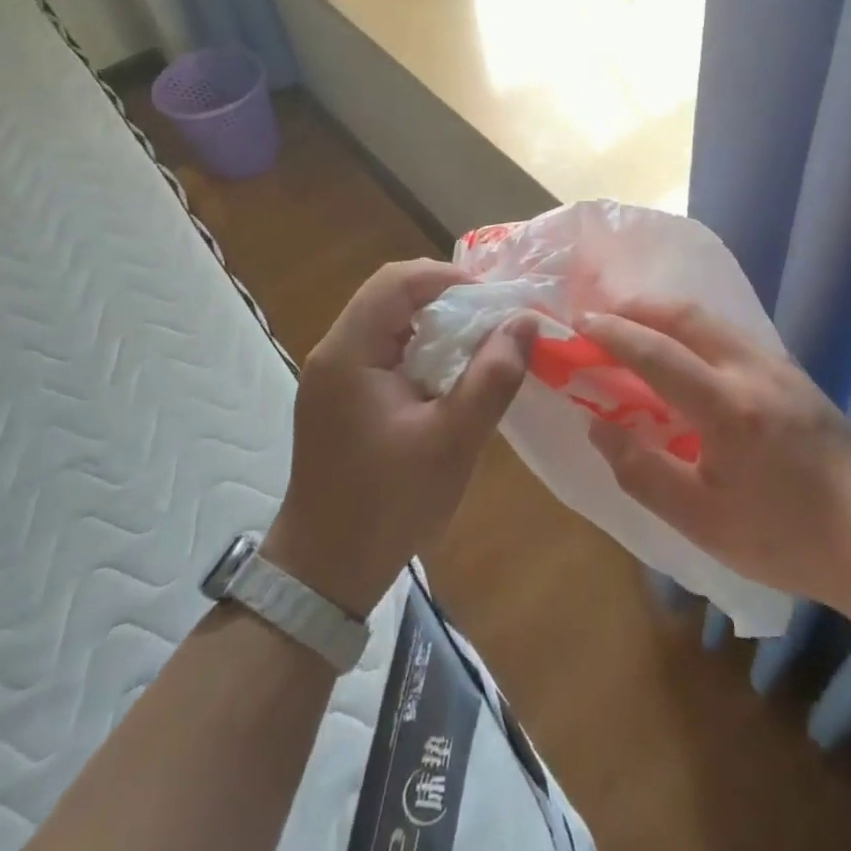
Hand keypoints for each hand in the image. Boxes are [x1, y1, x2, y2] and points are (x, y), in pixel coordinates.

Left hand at [262, 259, 532, 616]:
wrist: (325, 572)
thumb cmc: (388, 506)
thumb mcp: (452, 442)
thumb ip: (492, 378)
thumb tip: (525, 322)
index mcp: (349, 354)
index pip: (397, 281)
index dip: (448, 278)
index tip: (493, 302)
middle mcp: (334, 353)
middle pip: (391, 295)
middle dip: (446, 299)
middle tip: (492, 323)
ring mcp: (332, 375)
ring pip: (389, 321)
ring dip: (435, 324)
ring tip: (479, 347)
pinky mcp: (339, 397)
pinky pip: (383, 350)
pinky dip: (420, 349)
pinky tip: (449, 378)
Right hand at [581, 299, 850, 609]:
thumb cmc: (783, 538)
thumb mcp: (701, 521)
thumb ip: (642, 471)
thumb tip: (598, 426)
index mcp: (727, 408)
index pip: (657, 353)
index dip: (613, 334)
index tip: (580, 324)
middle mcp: (753, 370)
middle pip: (687, 315)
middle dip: (638, 307)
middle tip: (603, 316)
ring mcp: (778, 365)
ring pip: (712, 320)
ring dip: (667, 314)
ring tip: (636, 328)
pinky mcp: (794, 372)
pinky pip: (732, 334)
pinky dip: (695, 330)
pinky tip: (685, 354)